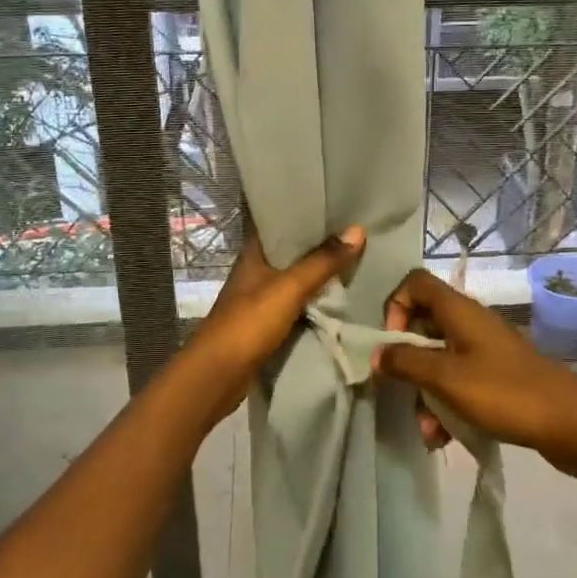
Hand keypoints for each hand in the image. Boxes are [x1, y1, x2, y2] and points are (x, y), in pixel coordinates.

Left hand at [173, 222, 365, 428]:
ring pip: (294, 277)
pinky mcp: (265, 321)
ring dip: (318, 272)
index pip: (278, 220)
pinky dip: (313, 298)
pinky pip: (295, 302)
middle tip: (354, 230)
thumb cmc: (249, 323)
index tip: (334, 203)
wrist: (219, 374)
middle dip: (319, 243)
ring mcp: (259, 296)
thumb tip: (358, 230)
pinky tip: (337, 295)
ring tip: (354, 258)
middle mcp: (255, 270)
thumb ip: (322, 262)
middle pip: (291, 250)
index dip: (304, 211)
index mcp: (253, 252)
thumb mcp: (290, 288)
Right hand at [374, 268, 576, 468]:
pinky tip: (443, 438)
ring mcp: (485, 349)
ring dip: (426, 392)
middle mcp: (470, 322)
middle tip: (403, 393)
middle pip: (423, 326)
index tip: (392, 344)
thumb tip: (376, 354)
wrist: (570, 422)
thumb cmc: (504, 392)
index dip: (395, 307)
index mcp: (459, 310)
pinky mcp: (497, 374)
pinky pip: (459, 381)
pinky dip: (447, 403)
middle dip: (408, 363)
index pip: (415, 284)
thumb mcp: (447, 378)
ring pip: (440, 359)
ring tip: (428, 431)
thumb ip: (406, 363)